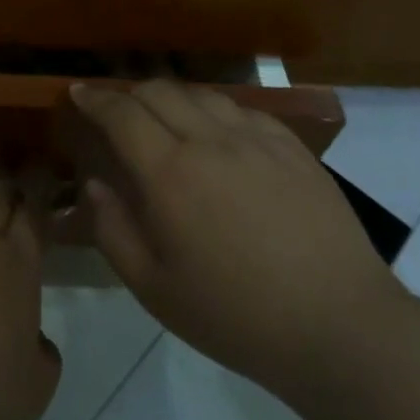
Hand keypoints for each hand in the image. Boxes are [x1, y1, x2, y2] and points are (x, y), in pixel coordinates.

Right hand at [73, 80, 407, 396]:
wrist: (340, 328)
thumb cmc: (237, 317)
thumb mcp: (156, 291)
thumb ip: (114, 231)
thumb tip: (94, 184)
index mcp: (170, 174)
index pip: (121, 114)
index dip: (94, 98)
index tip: (78, 94)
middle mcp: (209, 141)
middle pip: (158, 91)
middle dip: (128, 93)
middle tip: (117, 111)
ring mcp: (256, 139)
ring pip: (200, 94)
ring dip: (171, 98)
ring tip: (164, 118)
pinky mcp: (292, 148)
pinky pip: (242, 110)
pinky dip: (215, 111)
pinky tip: (218, 133)